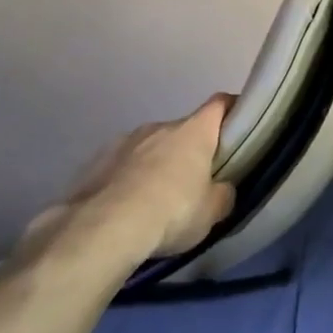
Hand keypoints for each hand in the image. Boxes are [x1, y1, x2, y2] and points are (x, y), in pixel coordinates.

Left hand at [26, 95, 236, 267]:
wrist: (102, 228)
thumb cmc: (172, 212)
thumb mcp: (212, 211)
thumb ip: (223, 193)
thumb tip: (221, 188)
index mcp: (194, 131)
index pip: (220, 104)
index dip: (231, 111)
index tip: (237, 126)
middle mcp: (160, 126)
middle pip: (184, 130)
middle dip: (190, 150)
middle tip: (195, 182)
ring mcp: (124, 140)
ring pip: (150, 147)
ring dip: (157, 164)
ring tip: (154, 200)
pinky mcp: (96, 160)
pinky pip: (122, 164)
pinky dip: (128, 178)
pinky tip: (125, 206)